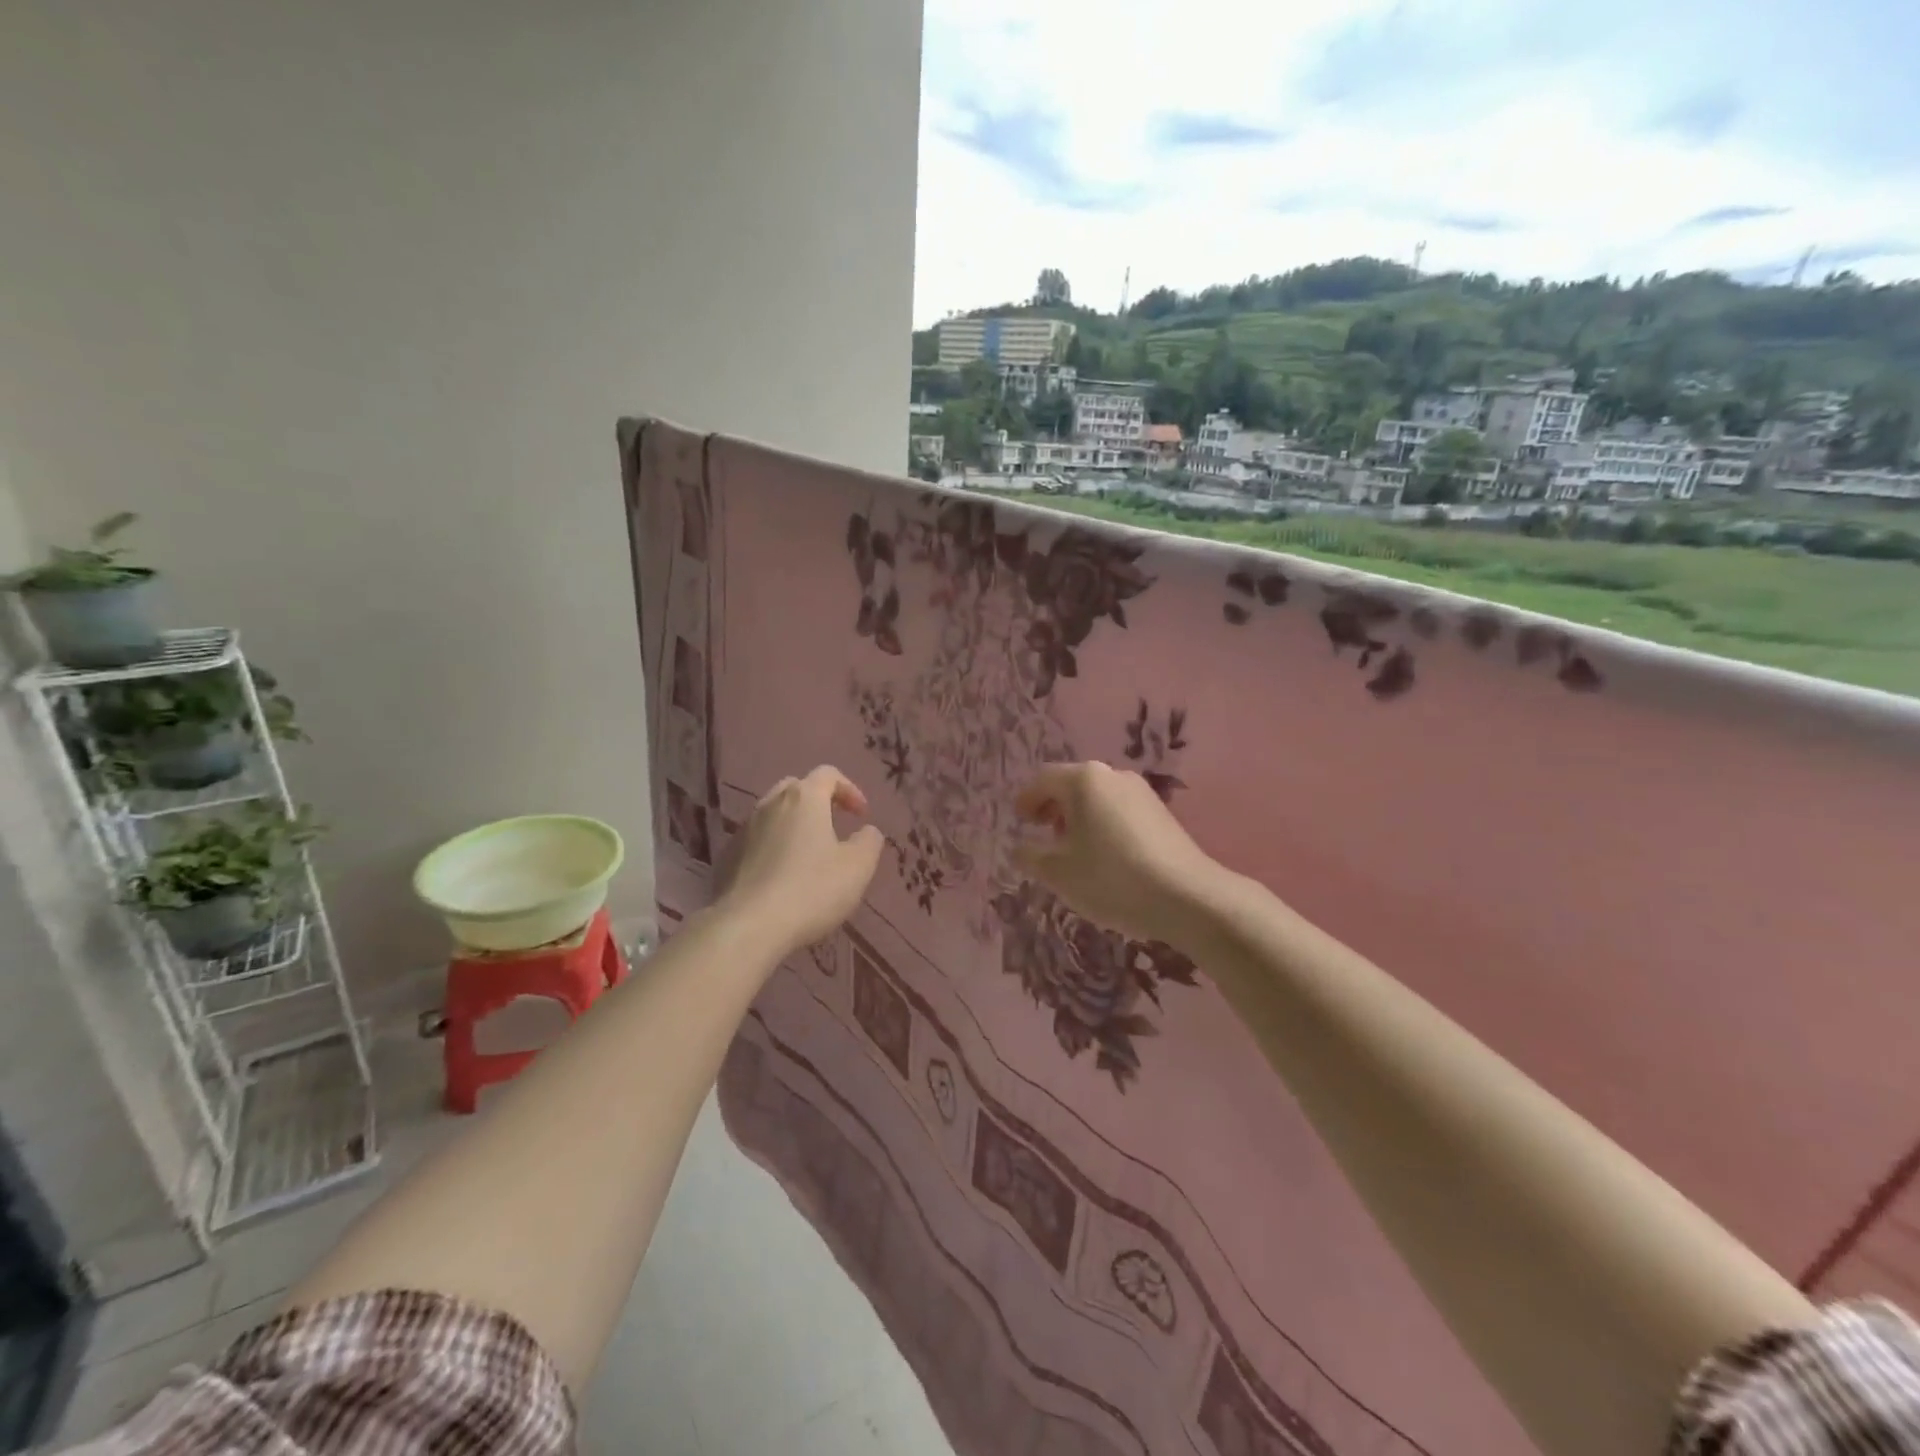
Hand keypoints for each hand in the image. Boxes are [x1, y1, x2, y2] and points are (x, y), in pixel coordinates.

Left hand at [716, 766, 885, 955]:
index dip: (849, 789)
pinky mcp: (726, 857)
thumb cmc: (811, 890)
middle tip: (833, 826)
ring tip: (807, 855)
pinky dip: (772, 848)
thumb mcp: (857, 867)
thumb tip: (867, 831)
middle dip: (818, 802)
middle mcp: (770, 805)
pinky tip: (781, 877)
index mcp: (804, 799)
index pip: (828, 774)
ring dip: (793, 826)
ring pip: (772, 815)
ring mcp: (743, 830)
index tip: (861, 816)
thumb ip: (869, 842)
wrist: (748, 926)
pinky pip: (755, 841)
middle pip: (796, 788)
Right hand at [1012, 761, 1224, 946]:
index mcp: (1083, 780)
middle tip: (1043, 834)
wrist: (1187, 896)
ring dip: (1079, 817)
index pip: (1043, 779)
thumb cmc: (1112, 878)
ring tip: (1073, 850)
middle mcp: (1112, 775)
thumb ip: (1030, 856)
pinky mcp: (1162, 812)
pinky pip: (1119, 810)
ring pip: (1098, 798)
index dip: (1027, 800)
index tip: (1020, 822)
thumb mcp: (1058, 873)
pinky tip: (1105, 856)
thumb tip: (1020, 848)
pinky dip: (1103, 825)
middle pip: (1072, 784)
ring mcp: (1141, 792)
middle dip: (1054, 808)